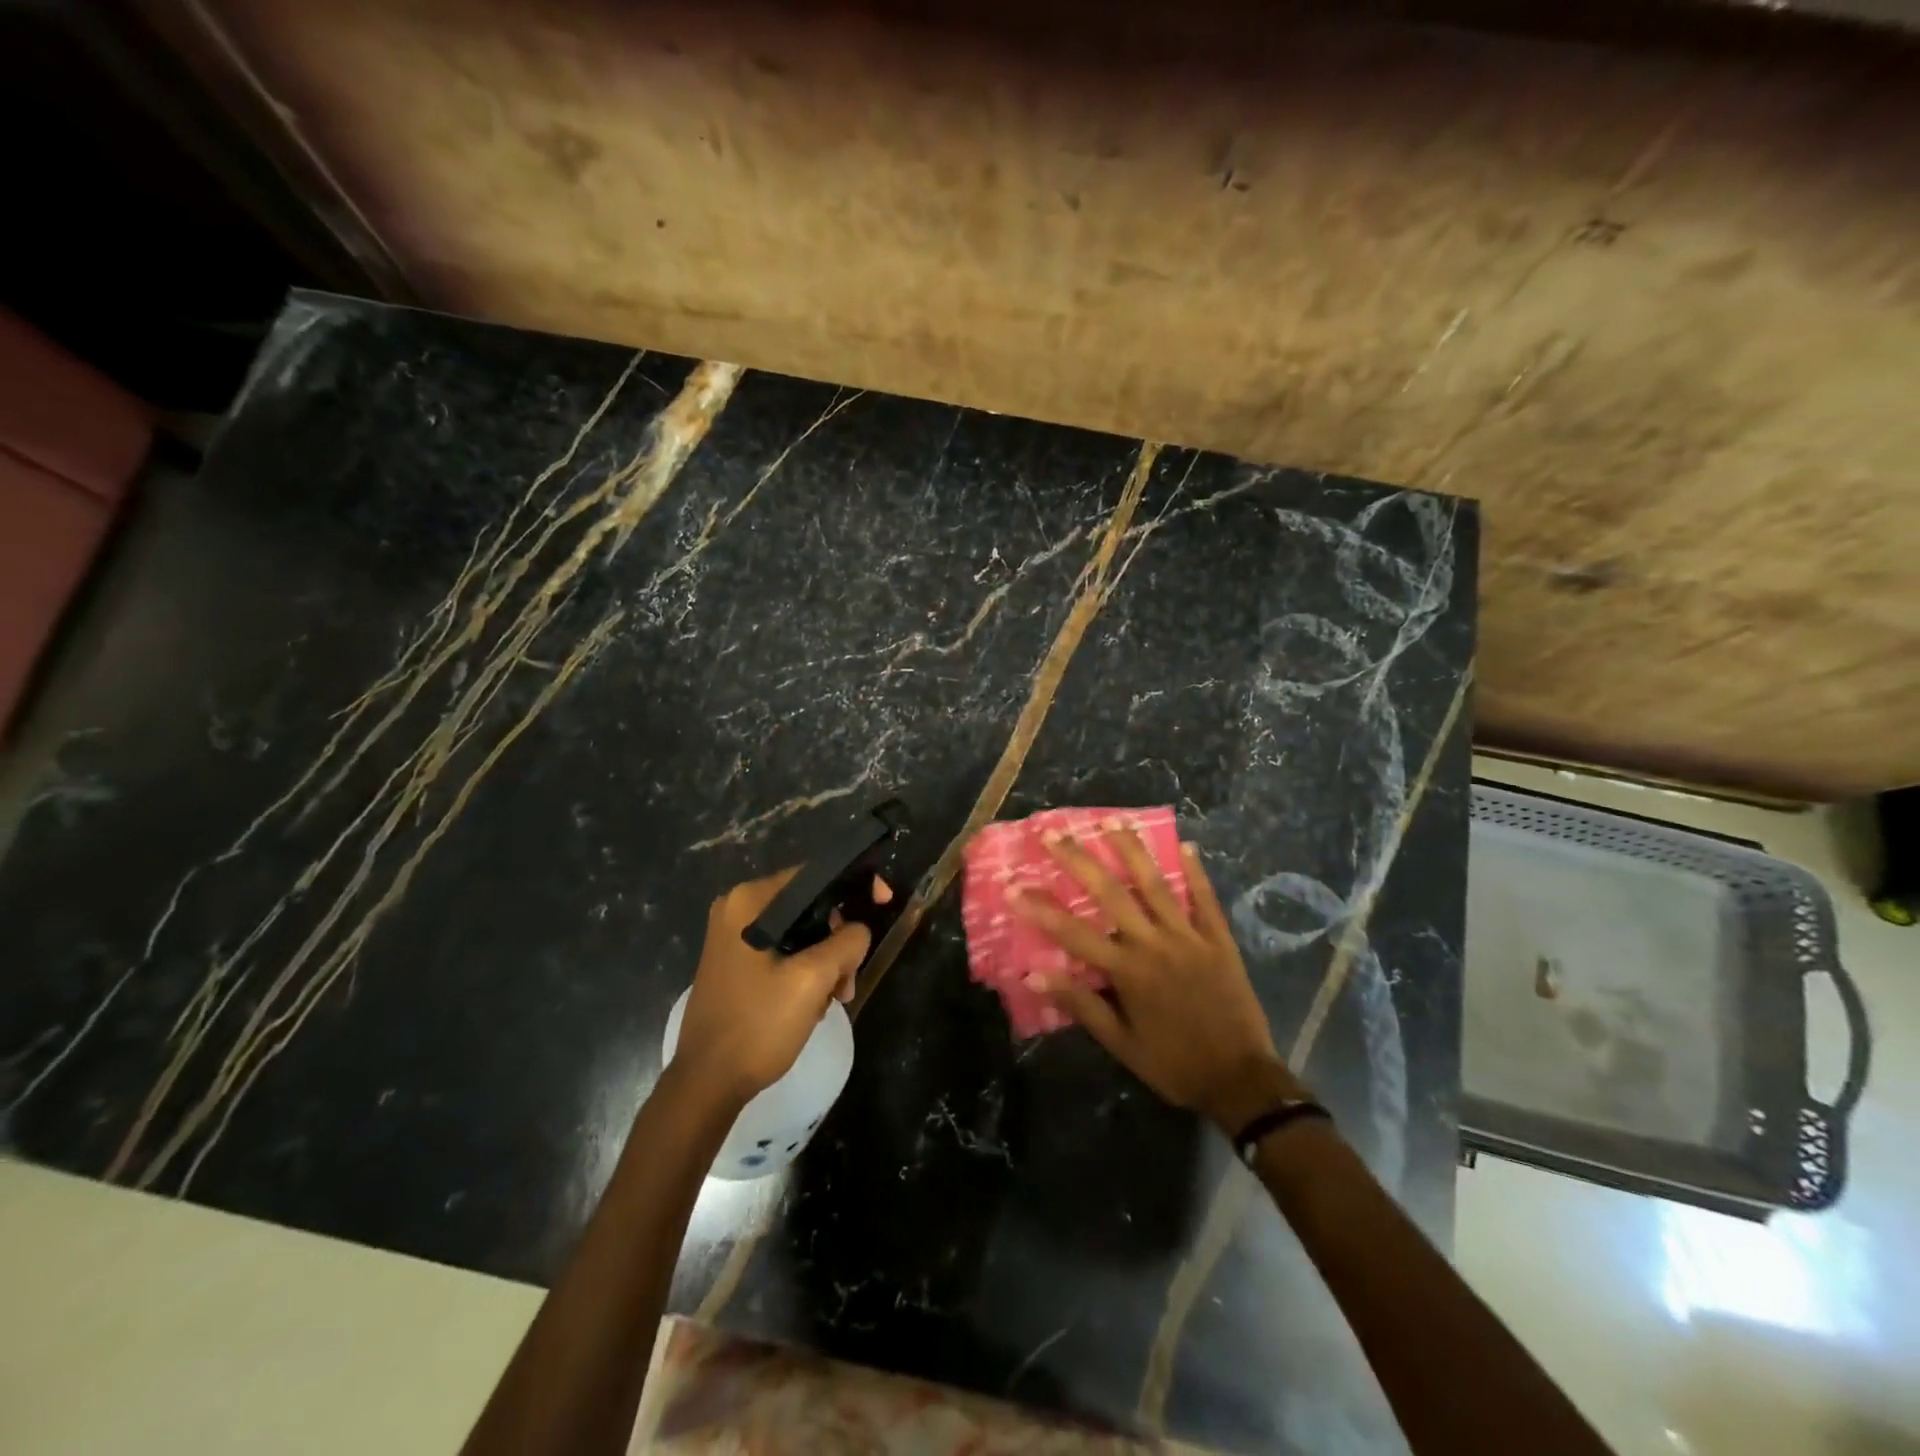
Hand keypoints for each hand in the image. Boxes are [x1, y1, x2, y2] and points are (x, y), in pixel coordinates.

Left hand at [674, 869, 890, 1103]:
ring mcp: (734, 937)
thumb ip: (847, 942)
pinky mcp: (736, 963)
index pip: (814, 874)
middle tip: (850, 978)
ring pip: (801, 932)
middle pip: (809, 905)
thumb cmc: (757, 1025)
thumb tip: (859, 930)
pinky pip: (784, 951)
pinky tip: (814, 1003)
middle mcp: (738, 909)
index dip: (854, 886)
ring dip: (826, 960)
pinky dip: (806, 970)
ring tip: (835, 998)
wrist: (707, 1084)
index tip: (884, 903)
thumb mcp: (812, 980)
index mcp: (750, 901)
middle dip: (839, 938)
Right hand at [1010, 822, 1304, 1131]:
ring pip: (1155, 884)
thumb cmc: (1173, 1063)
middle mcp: (1154, 943)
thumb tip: (1035, 974)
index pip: (1073, 932)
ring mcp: (1189, 936)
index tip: (1013, 885)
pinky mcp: (1218, 939)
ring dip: (1131, 850)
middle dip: (1079, 860)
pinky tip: (1187, 845)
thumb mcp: (1121, 1044)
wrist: (1240, 1080)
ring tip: (1112, 819)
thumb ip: (1081, 1005)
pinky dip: (1195, 871)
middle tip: (1053, 833)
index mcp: (1127, 971)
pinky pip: (1205, 898)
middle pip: (1111, 893)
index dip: (1040, 908)